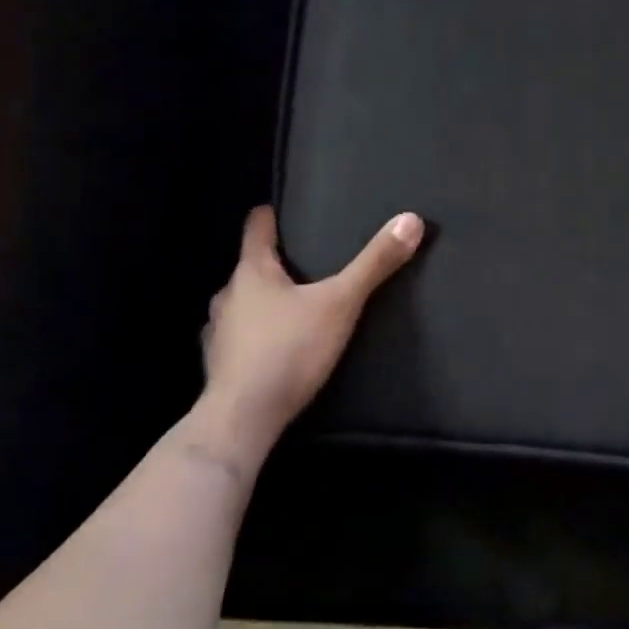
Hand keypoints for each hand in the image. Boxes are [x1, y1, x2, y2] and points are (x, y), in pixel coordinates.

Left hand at [199, 205, 424, 446]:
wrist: (244, 418)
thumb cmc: (290, 349)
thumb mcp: (342, 303)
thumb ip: (375, 264)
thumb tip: (411, 219)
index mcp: (253, 273)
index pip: (256, 229)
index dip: (268, 217)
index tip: (276, 210)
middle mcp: (228, 296)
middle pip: (250, 269)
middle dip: (273, 265)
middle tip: (302, 264)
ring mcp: (218, 333)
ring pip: (242, 305)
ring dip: (262, 302)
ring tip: (291, 307)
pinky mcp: (219, 366)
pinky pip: (238, 338)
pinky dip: (255, 336)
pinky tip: (274, 348)